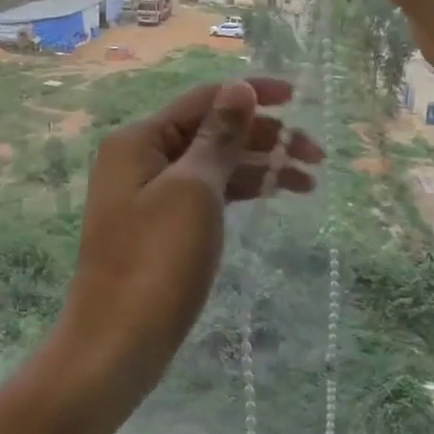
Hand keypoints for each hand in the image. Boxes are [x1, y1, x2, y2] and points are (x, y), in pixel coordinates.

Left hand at [48, 78, 321, 423]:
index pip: (203, 99)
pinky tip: (274, 194)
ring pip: (214, 164)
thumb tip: (238, 88)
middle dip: (263, 135)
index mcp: (139, 139)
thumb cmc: (155, 262)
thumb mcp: (194, 191)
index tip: (300, 97)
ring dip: (259, 165)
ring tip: (309, 180)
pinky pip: (207, 193)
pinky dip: (240, 191)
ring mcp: (150, 194)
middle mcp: (141, 158)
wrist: (117, 345)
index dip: (251, 93)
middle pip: (210, 130)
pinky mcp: (162, 226)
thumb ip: (218, 136)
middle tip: (316, 155)